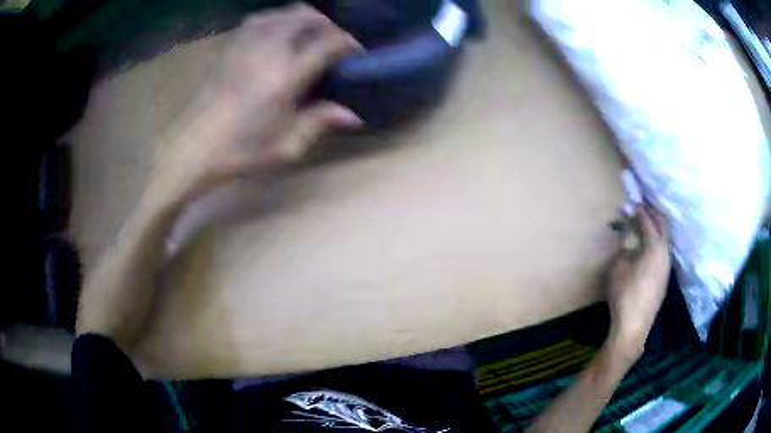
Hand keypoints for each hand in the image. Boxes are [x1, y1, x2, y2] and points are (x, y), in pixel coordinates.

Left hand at [152, 5, 362, 199]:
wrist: (193, 147)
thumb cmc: (240, 150)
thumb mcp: (286, 145)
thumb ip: (320, 122)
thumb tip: (354, 115)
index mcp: (286, 76)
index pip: (328, 43)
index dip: (348, 43)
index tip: (356, 52)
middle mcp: (269, 50)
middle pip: (307, 17)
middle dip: (328, 25)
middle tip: (333, 41)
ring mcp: (246, 44)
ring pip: (283, 13)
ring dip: (303, 18)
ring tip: (308, 33)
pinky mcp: (230, 46)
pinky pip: (260, 19)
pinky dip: (277, 19)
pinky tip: (277, 32)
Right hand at [606, 205, 670, 360]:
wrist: (634, 325)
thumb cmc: (624, 294)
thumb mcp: (618, 267)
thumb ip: (625, 247)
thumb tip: (628, 237)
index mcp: (654, 247)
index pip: (648, 222)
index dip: (640, 212)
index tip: (633, 204)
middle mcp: (665, 253)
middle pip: (663, 227)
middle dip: (654, 216)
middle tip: (643, 209)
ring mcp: (667, 267)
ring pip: (665, 241)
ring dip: (657, 231)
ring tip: (647, 226)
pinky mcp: (665, 279)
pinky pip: (664, 254)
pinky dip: (658, 245)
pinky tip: (650, 250)